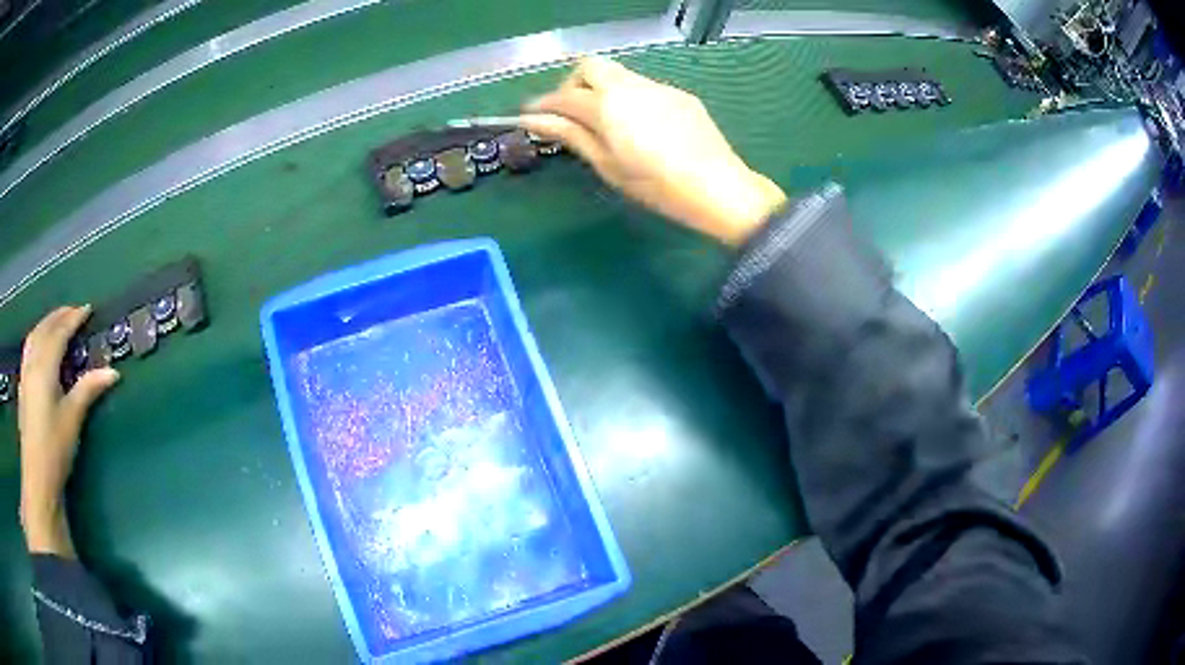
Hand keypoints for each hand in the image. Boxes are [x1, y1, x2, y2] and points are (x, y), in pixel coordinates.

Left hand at [18, 305, 118, 555]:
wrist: (37, 478)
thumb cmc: (55, 448)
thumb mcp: (73, 419)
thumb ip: (89, 390)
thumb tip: (113, 372)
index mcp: (45, 366)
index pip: (59, 332)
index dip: (73, 318)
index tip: (88, 309)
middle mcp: (33, 362)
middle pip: (44, 328)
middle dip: (59, 316)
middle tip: (74, 312)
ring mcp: (25, 374)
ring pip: (34, 336)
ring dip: (46, 324)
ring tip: (57, 322)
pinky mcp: (23, 387)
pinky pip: (29, 349)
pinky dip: (37, 337)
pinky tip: (40, 346)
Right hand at [520, 57, 785, 244]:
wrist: (718, 188)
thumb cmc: (656, 185)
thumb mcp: (607, 164)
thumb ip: (571, 135)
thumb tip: (534, 120)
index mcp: (608, 105)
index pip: (564, 96)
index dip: (542, 105)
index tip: (529, 116)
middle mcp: (631, 86)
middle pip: (590, 67)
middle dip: (573, 85)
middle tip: (571, 114)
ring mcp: (658, 87)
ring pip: (618, 74)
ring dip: (601, 89)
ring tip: (605, 123)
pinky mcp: (679, 95)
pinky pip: (643, 86)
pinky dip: (628, 97)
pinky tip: (639, 126)